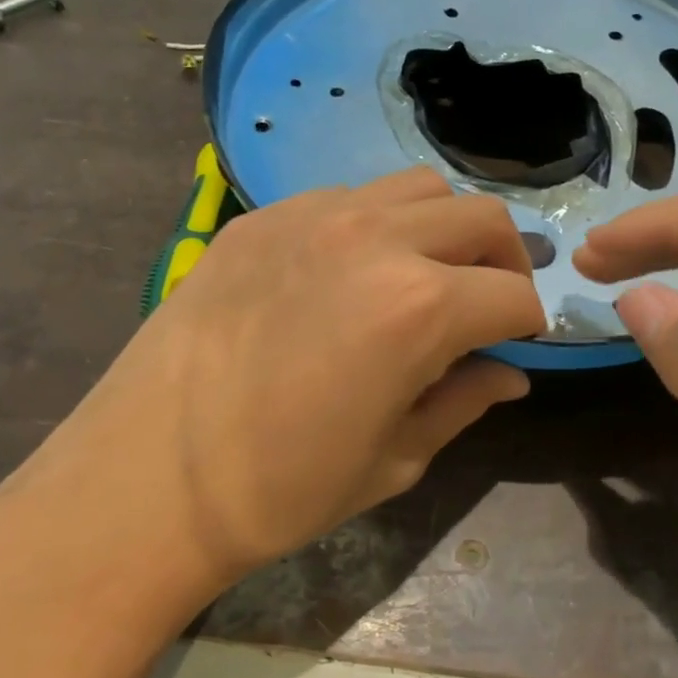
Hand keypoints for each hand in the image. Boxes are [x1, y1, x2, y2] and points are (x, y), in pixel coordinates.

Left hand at [0, 168, 544, 591]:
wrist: (150, 477)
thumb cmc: (281, 488)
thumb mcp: (394, 458)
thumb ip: (463, 401)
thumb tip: (510, 374)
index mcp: (420, 306)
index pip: (513, 294)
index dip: (527, 323)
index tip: (516, 343)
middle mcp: (376, 239)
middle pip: (480, 217)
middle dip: (502, 259)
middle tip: (485, 302)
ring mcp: (312, 216)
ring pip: (415, 188)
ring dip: (441, 228)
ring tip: (422, 274)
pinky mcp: (261, 217)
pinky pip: (344, 198)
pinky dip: (374, 224)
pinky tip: (346, 272)